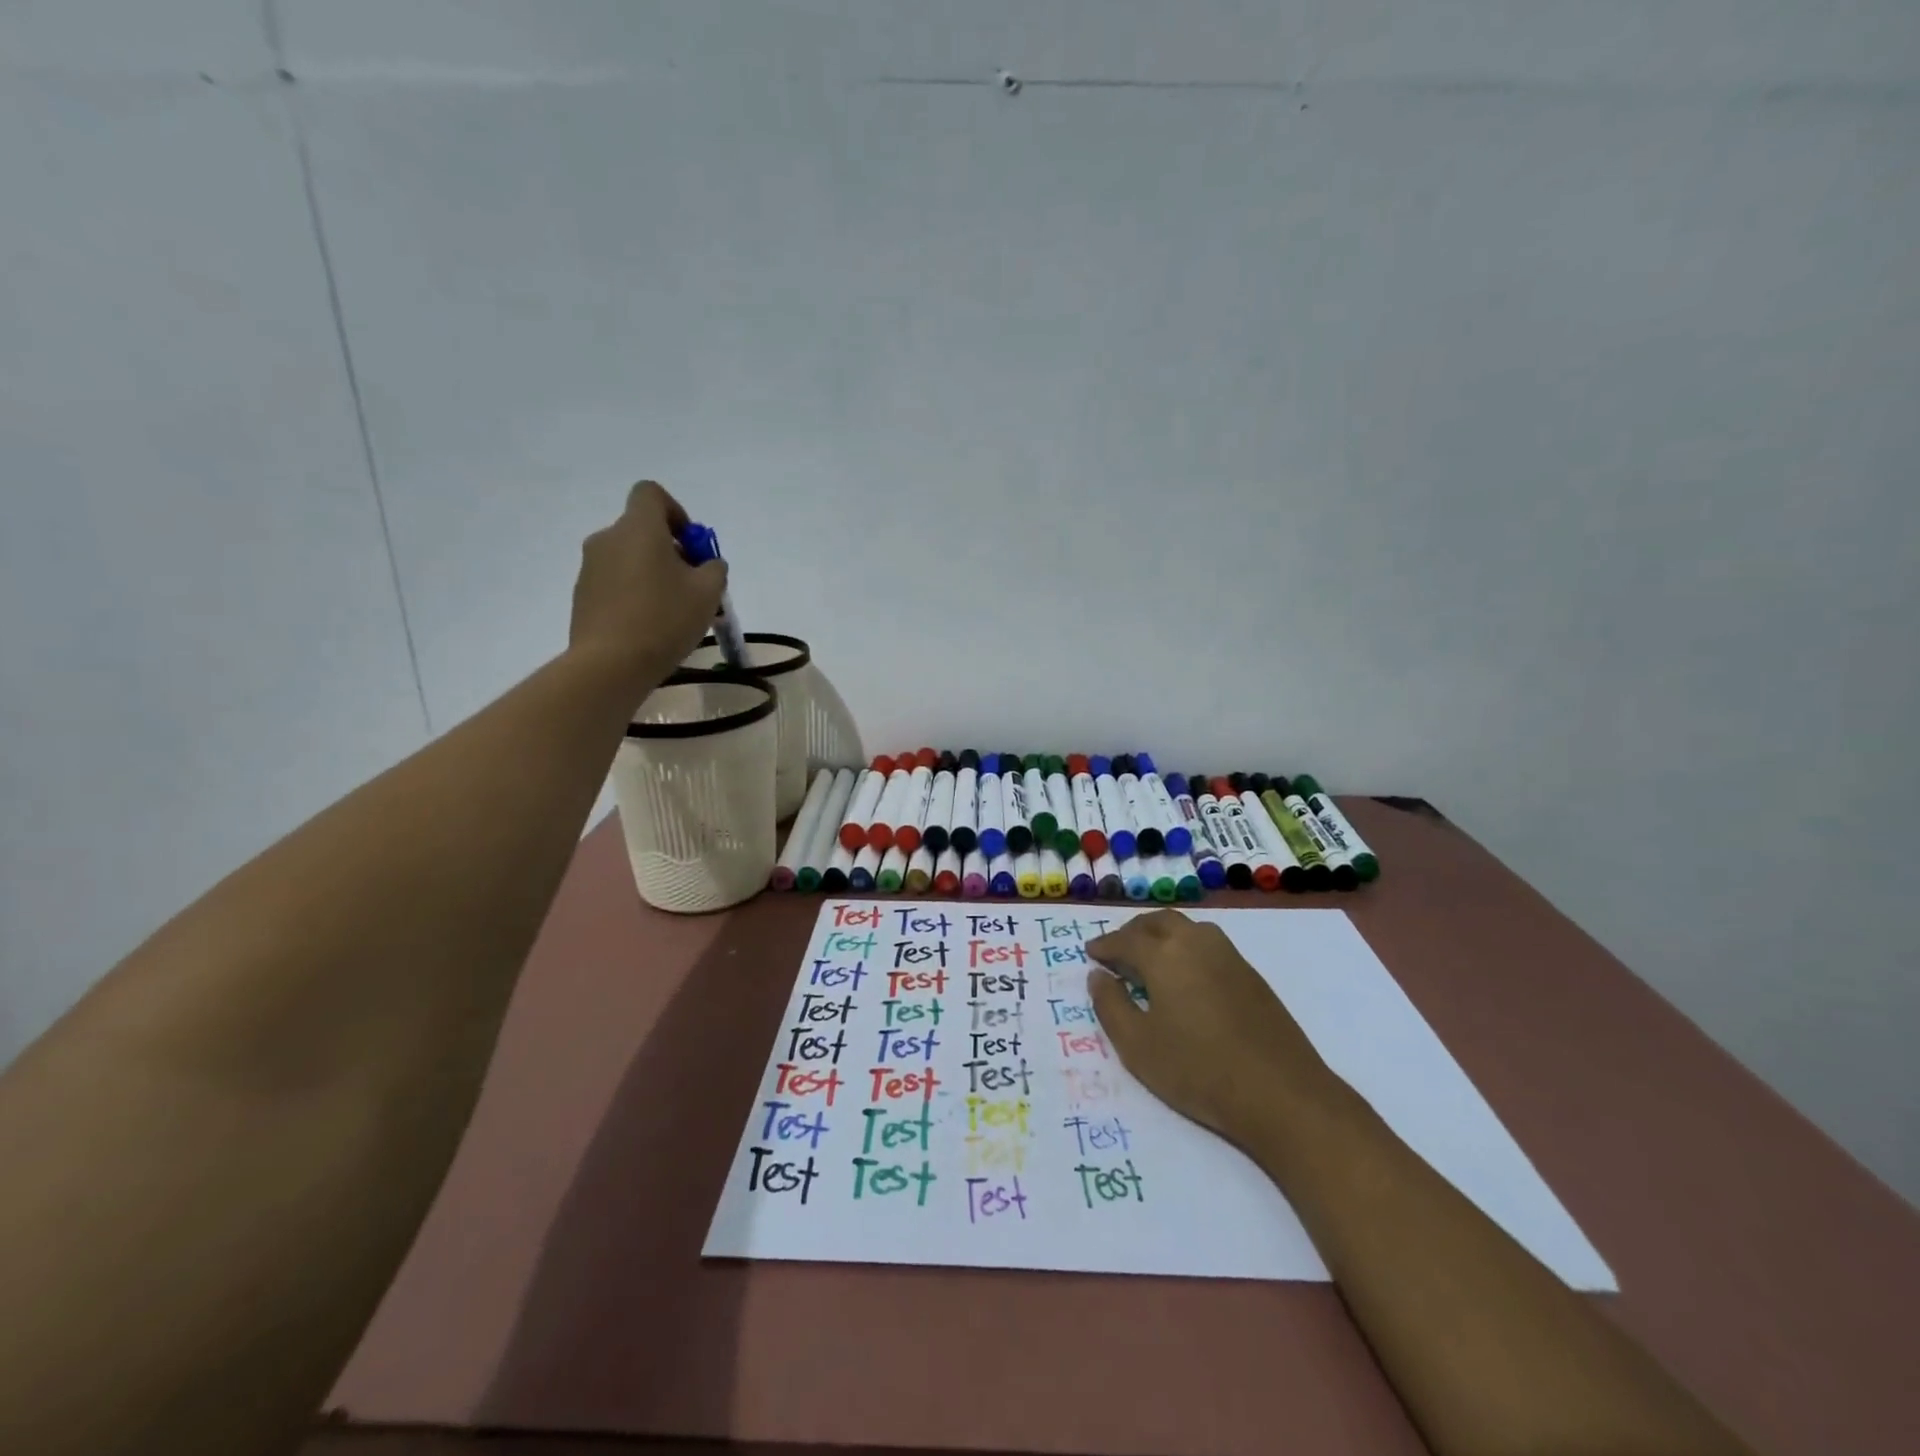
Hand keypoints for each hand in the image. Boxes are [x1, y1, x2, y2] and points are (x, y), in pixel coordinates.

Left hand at [570, 481, 727, 684]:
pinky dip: (634, 594)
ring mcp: (590, 568)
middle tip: (692, 587)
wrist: (610, 663)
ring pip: (629, 559)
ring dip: (652, 574)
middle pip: (642, 530)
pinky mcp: (583, 595)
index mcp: (638, 528)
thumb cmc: (665, 619)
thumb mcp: (708, 593)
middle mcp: (608, 538)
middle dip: (670, 551)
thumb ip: (714, 569)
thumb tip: (708, 564)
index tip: (691, 545)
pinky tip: (650, 627)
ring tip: (673, 612)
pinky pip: (615, 583)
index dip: (676, 512)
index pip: (651, 494)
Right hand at [1087, 910, 1343, 1145]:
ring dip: (1162, 934)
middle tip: (1117, 950)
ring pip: (1187, 928)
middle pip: (1158, 922)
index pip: (1125, 939)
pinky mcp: (1251, 974)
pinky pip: (1208, 944)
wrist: (1282, 1094)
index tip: (1090, 953)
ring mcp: (1228, 956)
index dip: (1104, 945)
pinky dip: (1186, 947)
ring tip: (1150, 957)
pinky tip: (1186, 975)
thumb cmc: (1198, 1070)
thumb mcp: (1137, 1045)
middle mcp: (1196, 942)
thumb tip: (1098, 976)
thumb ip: (1110, 1005)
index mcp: (1164, 954)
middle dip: (1133, 932)